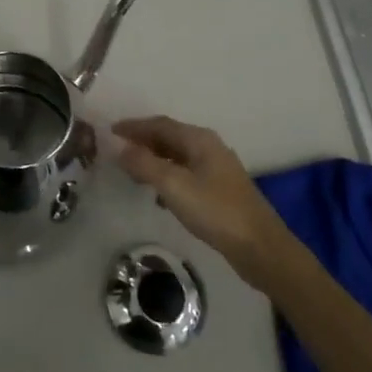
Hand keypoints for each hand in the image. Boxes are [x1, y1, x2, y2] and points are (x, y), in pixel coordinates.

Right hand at [112, 116, 291, 282]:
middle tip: (117, 150)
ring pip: (177, 156)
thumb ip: (145, 165)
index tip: (111, 131)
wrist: (260, 247)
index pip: (160, 124)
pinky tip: (158, 194)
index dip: (134, 127)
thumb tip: (120, 148)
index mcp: (199, 139)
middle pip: (170, 137)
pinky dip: (167, 176)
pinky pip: (186, 173)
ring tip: (132, 171)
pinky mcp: (220, 190)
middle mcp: (209, 147)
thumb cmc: (216, 211)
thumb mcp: (174, 186)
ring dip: (154, 159)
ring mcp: (217, 169)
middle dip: (143, 141)